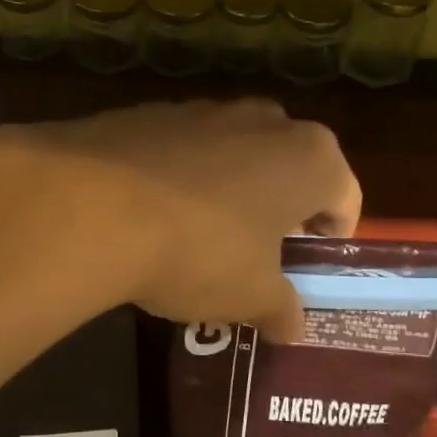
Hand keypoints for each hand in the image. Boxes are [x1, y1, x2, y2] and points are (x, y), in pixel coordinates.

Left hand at [0, 100, 360, 341]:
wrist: (91, 206)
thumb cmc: (199, 250)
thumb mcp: (250, 295)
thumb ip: (281, 309)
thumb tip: (292, 327)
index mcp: (311, 157)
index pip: (344, 196)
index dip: (331, 235)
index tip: (307, 265)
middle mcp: (265, 120)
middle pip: (290, 168)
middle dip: (280, 208)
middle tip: (258, 253)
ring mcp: (204, 109)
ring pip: (236, 155)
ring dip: (230, 191)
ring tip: (201, 238)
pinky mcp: (150, 112)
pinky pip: (184, 151)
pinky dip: (181, 179)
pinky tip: (154, 216)